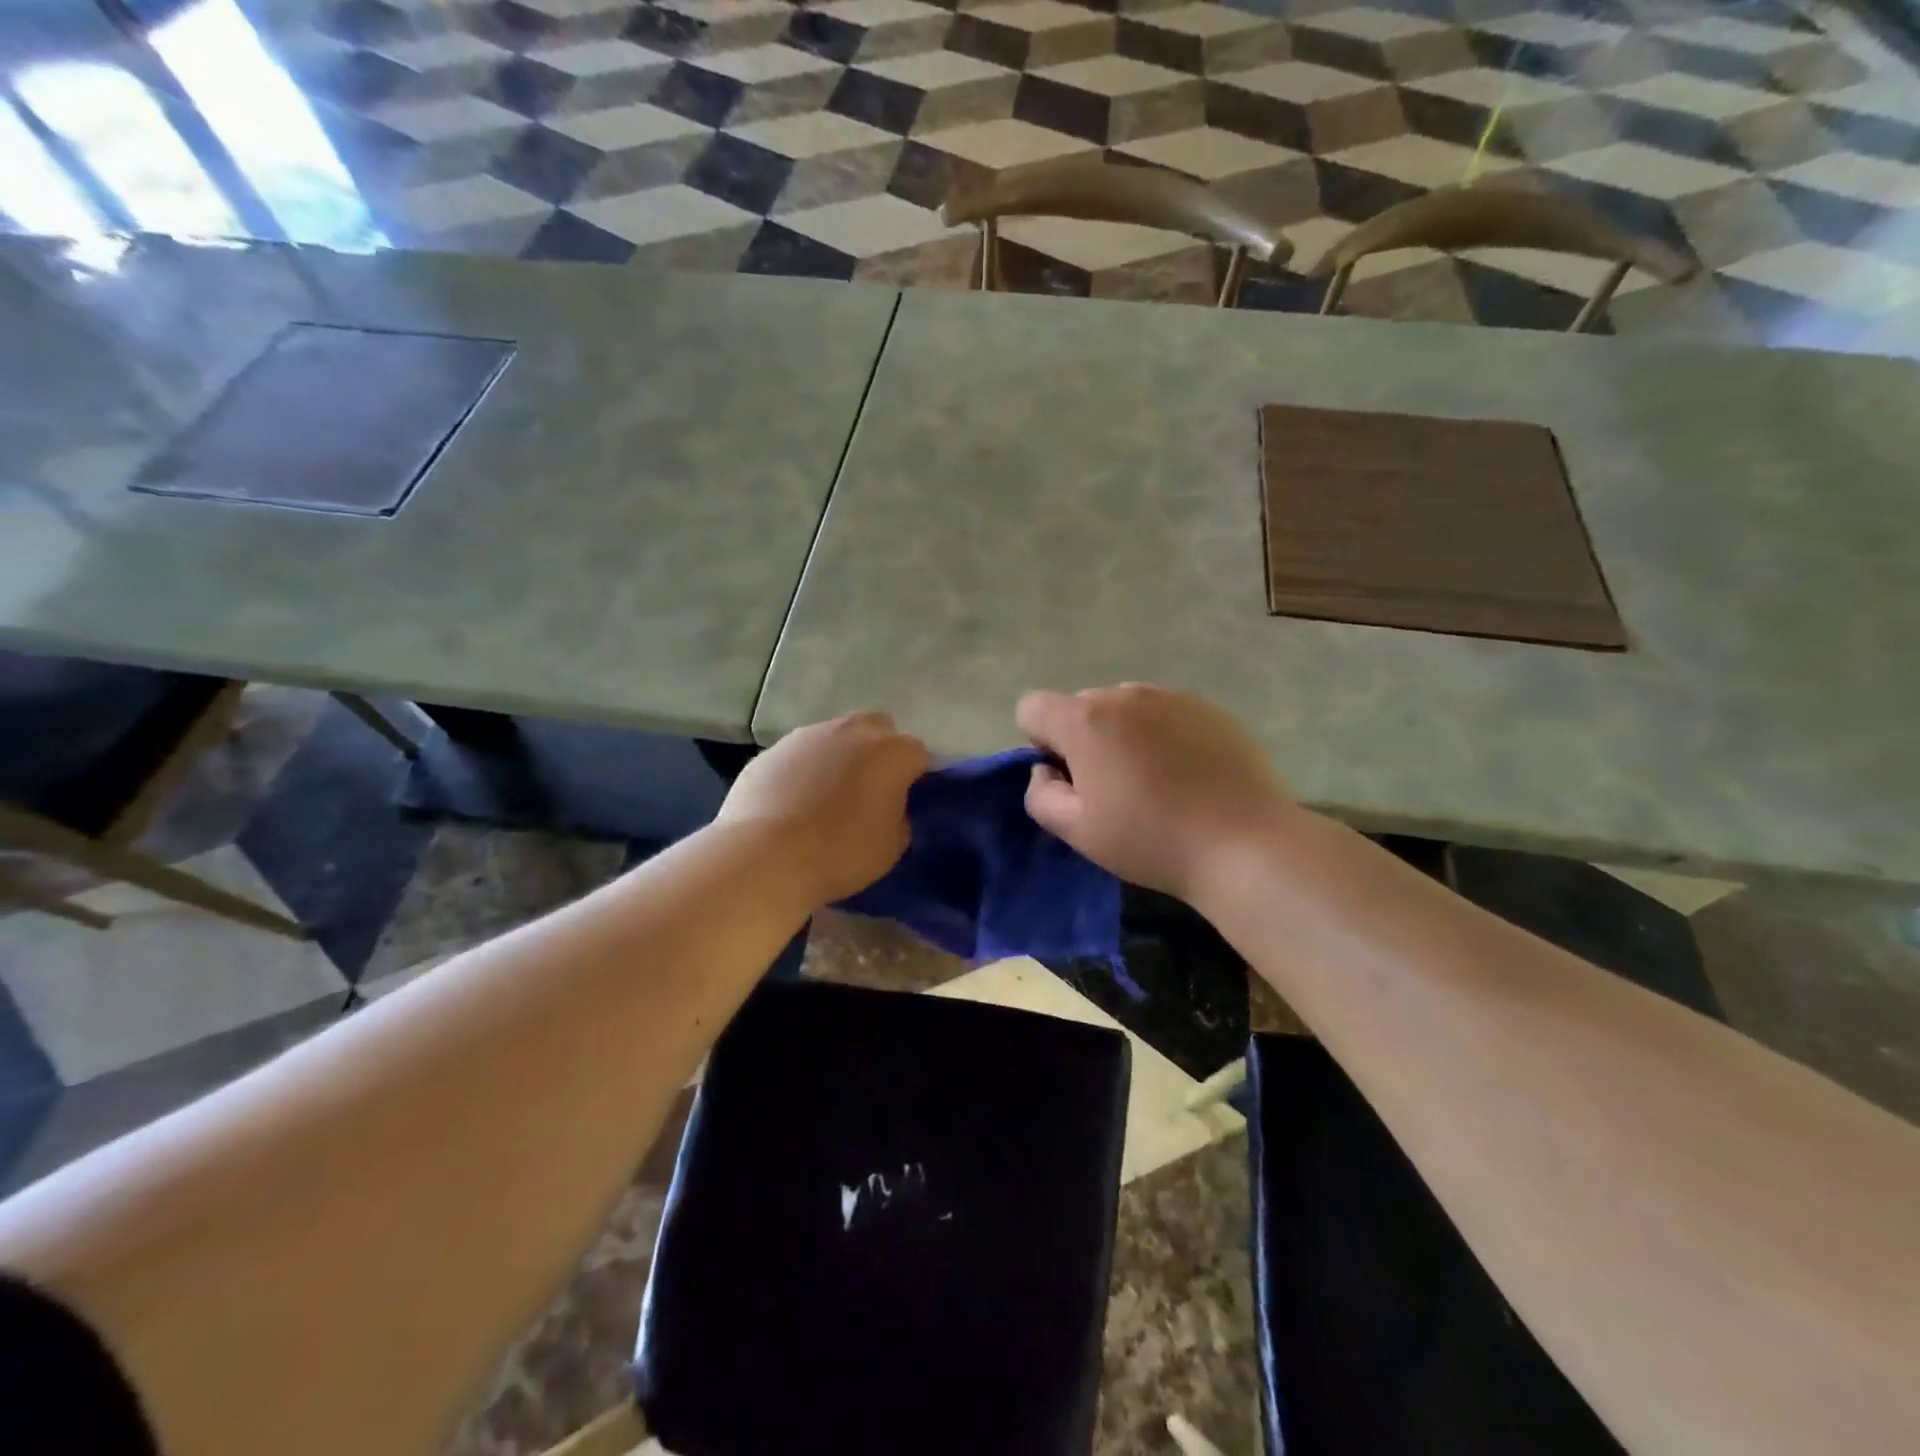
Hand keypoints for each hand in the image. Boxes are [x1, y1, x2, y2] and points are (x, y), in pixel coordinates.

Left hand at [718, 712, 928, 905]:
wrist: (765, 856)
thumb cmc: (841, 853)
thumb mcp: (892, 847)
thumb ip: (899, 817)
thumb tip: (889, 808)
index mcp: (891, 752)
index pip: (918, 753)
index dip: (915, 776)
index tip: (907, 800)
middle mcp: (852, 731)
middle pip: (878, 728)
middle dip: (880, 750)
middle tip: (871, 787)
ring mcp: (808, 736)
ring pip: (835, 736)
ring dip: (840, 756)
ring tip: (828, 795)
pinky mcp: (772, 750)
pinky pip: (800, 754)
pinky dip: (804, 770)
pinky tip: (794, 801)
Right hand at [1017, 684, 1293, 902]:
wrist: (1245, 843)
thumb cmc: (1150, 840)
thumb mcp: (1077, 832)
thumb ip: (1040, 795)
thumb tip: (1046, 771)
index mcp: (1086, 719)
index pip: (1033, 707)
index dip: (1041, 743)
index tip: (1070, 780)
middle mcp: (1126, 695)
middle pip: (1082, 706)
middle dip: (1085, 739)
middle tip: (1112, 788)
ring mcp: (1173, 698)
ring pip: (1127, 708)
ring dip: (1125, 735)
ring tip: (1155, 781)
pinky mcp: (1212, 710)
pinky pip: (1168, 714)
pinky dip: (1165, 736)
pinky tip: (1189, 776)